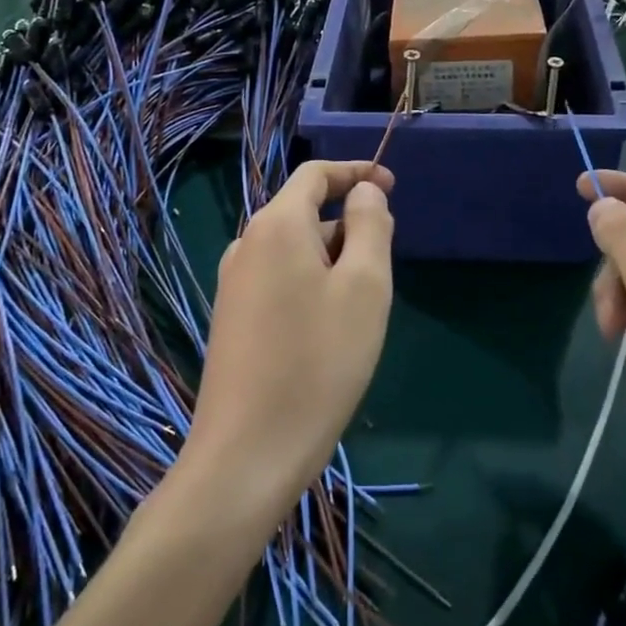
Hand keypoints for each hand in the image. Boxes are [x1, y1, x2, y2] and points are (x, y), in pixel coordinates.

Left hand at [183, 161, 395, 522]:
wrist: (247, 454)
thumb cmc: (318, 362)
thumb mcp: (364, 287)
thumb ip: (370, 226)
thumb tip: (365, 192)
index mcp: (276, 225)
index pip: (315, 174)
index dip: (356, 171)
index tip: (392, 184)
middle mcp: (247, 245)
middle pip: (305, 212)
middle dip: (349, 225)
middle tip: (386, 268)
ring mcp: (234, 284)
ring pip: (295, 250)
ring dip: (333, 260)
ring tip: (362, 307)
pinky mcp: (233, 318)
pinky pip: (281, 279)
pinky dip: (312, 284)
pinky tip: (330, 330)